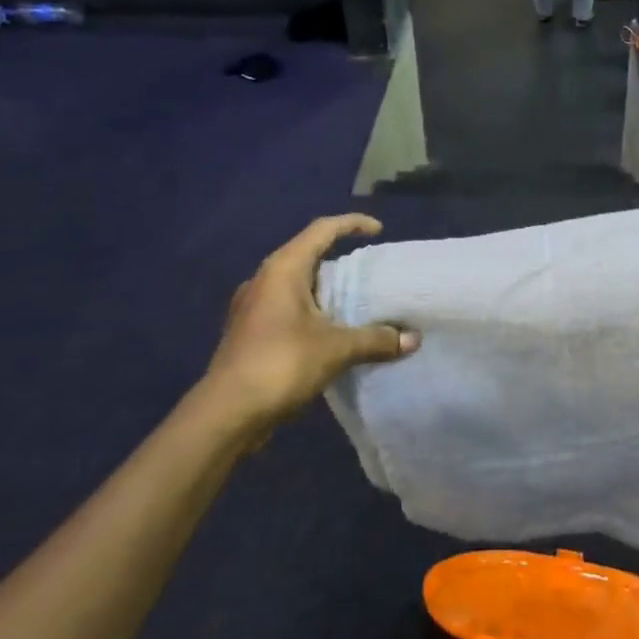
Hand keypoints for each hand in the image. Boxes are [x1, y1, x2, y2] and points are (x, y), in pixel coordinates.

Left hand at [196, 214, 418, 440]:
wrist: (225, 415)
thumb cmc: (280, 365)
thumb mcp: (337, 349)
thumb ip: (376, 340)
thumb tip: (413, 339)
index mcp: (283, 269)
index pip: (322, 230)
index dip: (352, 223)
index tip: (379, 231)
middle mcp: (264, 280)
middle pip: (308, 256)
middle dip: (341, 262)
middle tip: (372, 275)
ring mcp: (252, 307)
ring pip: (297, 285)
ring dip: (326, 292)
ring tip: (356, 305)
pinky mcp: (249, 332)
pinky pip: (287, 309)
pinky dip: (312, 313)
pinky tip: (331, 334)